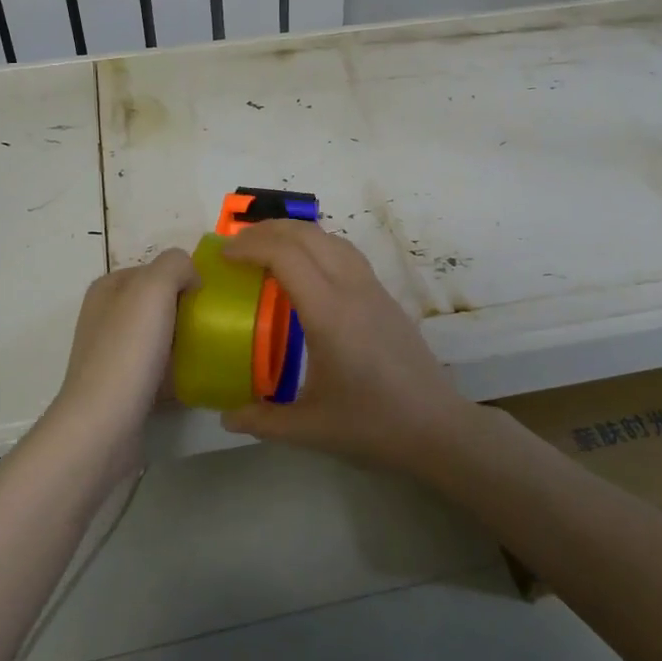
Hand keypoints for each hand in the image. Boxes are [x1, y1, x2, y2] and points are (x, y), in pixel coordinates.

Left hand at [50, 249, 199, 440]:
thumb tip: (191, 277)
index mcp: (108, 288)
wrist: (104, 424)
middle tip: (216, 323)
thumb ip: (175, 264)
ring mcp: (112, 354)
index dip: (184, 277)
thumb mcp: (153, 287)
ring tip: (213, 350)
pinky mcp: (122, 387)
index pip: (156, 268)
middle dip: (187, 309)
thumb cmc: (128, 350)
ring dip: (185, 341)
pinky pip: (159, 369)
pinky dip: (178, 371)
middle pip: (159, 302)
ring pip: (161, 336)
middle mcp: (106, 316)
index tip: (210, 297)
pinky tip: (197, 378)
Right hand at [218, 221, 478, 476]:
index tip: (223, 256)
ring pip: (331, 239)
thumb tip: (226, 416)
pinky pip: (347, 254)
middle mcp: (352, 290)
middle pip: (308, 235)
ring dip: (295, 233)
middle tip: (237, 246)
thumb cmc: (373, 426)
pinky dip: (318, 246)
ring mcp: (374, 290)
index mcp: (329, 314)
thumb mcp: (309, 429)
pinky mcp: (386, 297)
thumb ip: (263, 420)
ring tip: (268, 249)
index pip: (286, 256)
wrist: (438, 429)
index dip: (250, 246)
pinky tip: (307, 272)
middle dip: (268, 230)